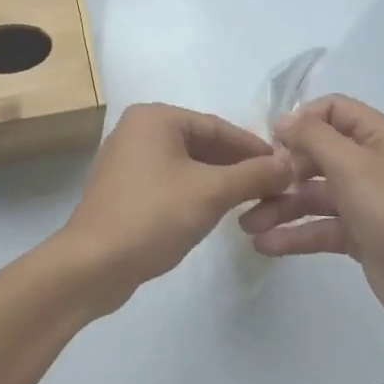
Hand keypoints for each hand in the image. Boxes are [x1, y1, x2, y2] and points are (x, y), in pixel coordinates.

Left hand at [52, 103, 293, 313]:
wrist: (93, 264)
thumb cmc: (153, 216)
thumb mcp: (211, 193)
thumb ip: (253, 175)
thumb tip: (290, 164)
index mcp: (155, 118)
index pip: (217, 127)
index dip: (254, 148)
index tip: (286, 167)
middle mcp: (138, 130)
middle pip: (202, 143)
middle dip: (237, 165)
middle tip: (274, 187)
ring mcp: (128, 159)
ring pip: (187, 164)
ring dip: (219, 180)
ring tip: (253, 200)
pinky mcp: (125, 188)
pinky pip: (171, 180)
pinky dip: (196, 191)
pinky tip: (218, 210)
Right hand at [238, 95, 383, 344]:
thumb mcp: (353, 166)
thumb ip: (313, 137)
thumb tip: (284, 119)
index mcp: (378, 136)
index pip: (332, 110)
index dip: (301, 121)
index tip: (273, 143)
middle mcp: (371, 163)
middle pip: (317, 153)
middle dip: (283, 169)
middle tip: (254, 188)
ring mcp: (365, 201)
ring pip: (314, 194)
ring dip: (280, 206)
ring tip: (247, 225)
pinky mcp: (360, 236)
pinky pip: (320, 227)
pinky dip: (294, 234)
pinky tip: (264, 245)